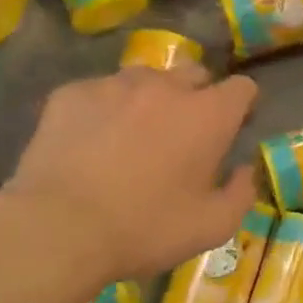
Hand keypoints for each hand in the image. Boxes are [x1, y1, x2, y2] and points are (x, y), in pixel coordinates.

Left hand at [5, 64, 258, 284]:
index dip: (242, 106)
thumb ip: (242, 193)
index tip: (232, 129)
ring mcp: (115, 85)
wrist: (58, 229)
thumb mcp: (213, 227)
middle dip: (197, 97)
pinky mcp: (72, 93)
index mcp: (208, 115)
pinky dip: (104, 110)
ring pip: (145, 79)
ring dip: (150, 100)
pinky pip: (100, 92)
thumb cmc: (146, 229)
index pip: (242, 88)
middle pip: (194, 74)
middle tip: (182, 136)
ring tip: (132, 136)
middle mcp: (166, 86)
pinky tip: (91, 143)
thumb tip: (244, 169)